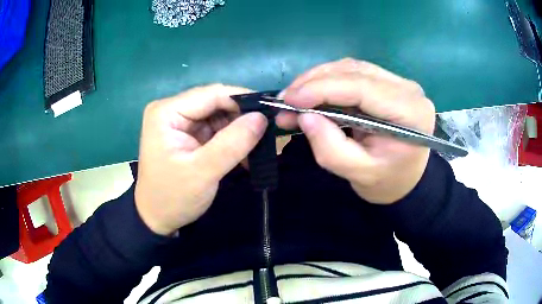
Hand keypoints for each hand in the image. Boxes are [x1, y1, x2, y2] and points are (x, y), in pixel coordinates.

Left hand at [135, 84, 267, 234]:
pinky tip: (244, 154)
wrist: (157, 218)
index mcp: (167, 112)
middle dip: (241, 118)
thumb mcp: (203, 172)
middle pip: (215, 103)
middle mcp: (172, 110)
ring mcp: (179, 122)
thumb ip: (233, 143)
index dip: (242, 100)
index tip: (270, 112)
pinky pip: (215, 129)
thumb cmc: (173, 197)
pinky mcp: (187, 134)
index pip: (211, 94)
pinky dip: (231, 140)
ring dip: (239, 131)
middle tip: (267, 133)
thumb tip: (262, 117)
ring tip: (258, 148)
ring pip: (218, 116)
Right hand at [276, 58, 434, 203]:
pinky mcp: (388, 82)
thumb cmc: (388, 181)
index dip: (321, 89)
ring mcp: (398, 82)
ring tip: (295, 97)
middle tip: (285, 100)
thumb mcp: (359, 174)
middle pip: (354, 71)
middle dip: (314, 82)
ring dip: (318, 78)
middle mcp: (407, 89)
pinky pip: (353, 72)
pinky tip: (313, 93)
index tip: (289, 99)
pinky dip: (328, 80)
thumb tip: (304, 116)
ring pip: (351, 68)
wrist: (407, 178)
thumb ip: (331, 149)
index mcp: (410, 112)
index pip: (361, 87)